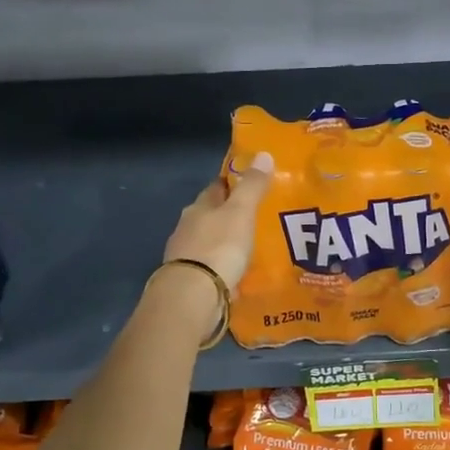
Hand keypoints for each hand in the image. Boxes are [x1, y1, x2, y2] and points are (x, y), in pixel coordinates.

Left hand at [163, 151, 275, 291]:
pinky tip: (238, 272)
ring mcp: (187, 255)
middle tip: (255, 217)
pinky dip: (223, 266)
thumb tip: (263, 154)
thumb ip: (252, 186)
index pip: (216, 188)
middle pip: (211, 215)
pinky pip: (212, 267)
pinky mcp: (192, 280)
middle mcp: (188, 228)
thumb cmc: (219, 246)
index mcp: (199, 207)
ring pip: (210, 241)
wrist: (193, 295)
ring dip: (226, 242)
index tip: (249, 183)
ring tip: (250, 246)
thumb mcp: (241, 212)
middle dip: (229, 215)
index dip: (232, 184)